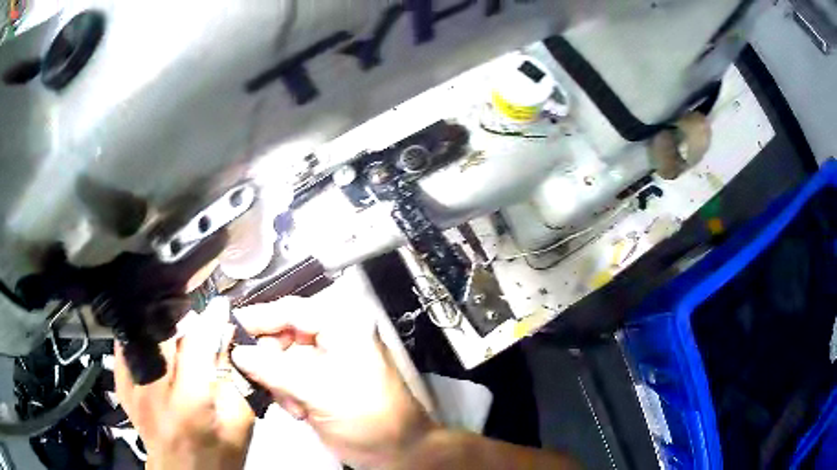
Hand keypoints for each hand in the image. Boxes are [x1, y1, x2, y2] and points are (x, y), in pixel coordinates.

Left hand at [115, 298, 254, 469]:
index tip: (220, 305)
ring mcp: (131, 385)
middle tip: (197, 318)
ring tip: (176, 326)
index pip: (196, 342)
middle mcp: (153, 389)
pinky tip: (155, 342)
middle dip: (182, 317)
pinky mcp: (121, 384)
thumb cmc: (218, 454)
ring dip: (162, 324)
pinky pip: (127, 344)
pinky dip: (142, 336)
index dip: (210, 319)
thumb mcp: (238, 420)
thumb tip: (224, 335)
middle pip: (162, 329)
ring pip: (142, 331)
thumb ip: (230, 375)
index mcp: (189, 402)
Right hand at [231, 296, 437, 468]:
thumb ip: (274, 370)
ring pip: (282, 359)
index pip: (292, 310)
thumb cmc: (367, 417)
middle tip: (259, 379)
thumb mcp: (319, 390)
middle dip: (270, 360)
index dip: (259, 317)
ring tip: (292, 405)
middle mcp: (333, 339)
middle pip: (283, 335)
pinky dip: (285, 394)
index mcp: (342, 327)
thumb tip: (237, 352)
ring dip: (278, 382)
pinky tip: (298, 411)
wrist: (396, 451)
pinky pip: (288, 379)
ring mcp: (326, 363)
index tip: (231, 328)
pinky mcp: (320, 384)